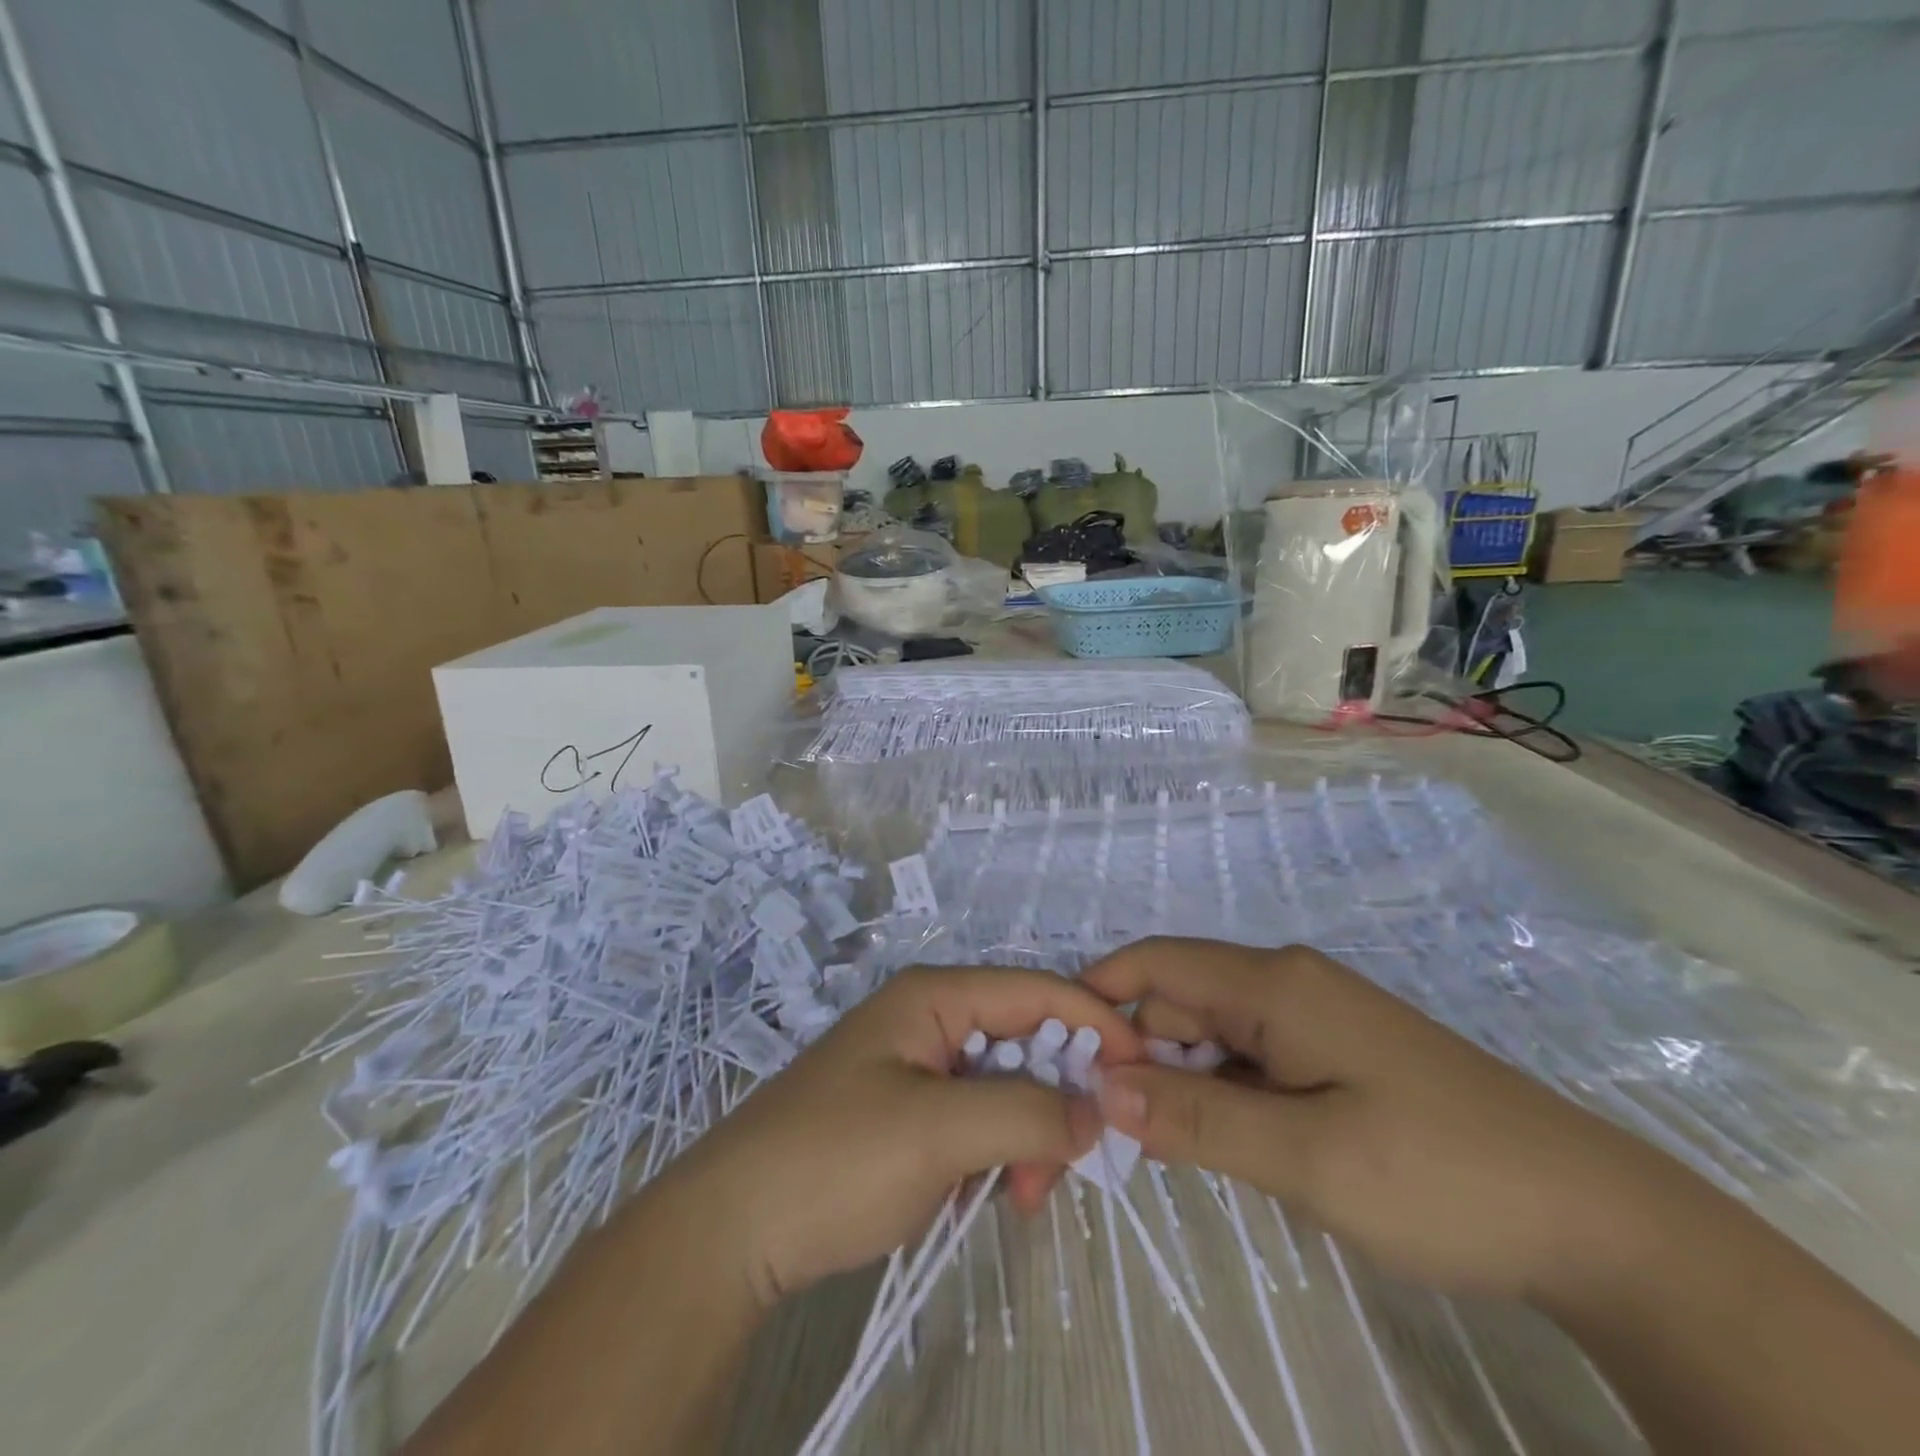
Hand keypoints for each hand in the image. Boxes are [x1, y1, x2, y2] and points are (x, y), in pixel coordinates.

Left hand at [667, 966, 1143, 1310]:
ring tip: (1021, 1194)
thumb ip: (1025, 1112)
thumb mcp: (937, 1131)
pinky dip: (999, 1150)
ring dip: (1029, 1132)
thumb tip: (1097, 1111)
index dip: (1095, 1022)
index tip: (1145, 1071)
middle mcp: (931, 1018)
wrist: (733, 1229)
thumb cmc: (835, 1160)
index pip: (1036, 990)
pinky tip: (991, 1191)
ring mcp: (919, 1065)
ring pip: (1007, 1084)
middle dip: (1058, 1095)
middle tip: (1067, 1165)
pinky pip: (980, 1116)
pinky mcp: (911, 1110)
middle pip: (1026, 1038)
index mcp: (935, 996)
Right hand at [1083, 938, 1683, 1302]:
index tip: (1064, 1066)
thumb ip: (1195, 1118)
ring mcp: (1312, 1019)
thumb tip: (1100, 1089)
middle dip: (1138, 1057)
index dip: (1100, 1003)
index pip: (1154, 965)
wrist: (1598, 1223)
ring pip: (1211, 1036)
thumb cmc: (1442, 1176)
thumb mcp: (1307, 1156)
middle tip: (1116, 1138)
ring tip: (1168, 1152)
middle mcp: (1286, 984)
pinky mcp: (1332, 1056)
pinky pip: (1249, 1061)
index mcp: (1275, 984)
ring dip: (1179, 1084)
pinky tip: (1227, 1145)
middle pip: (1178, 1002)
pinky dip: (1221, 1097)